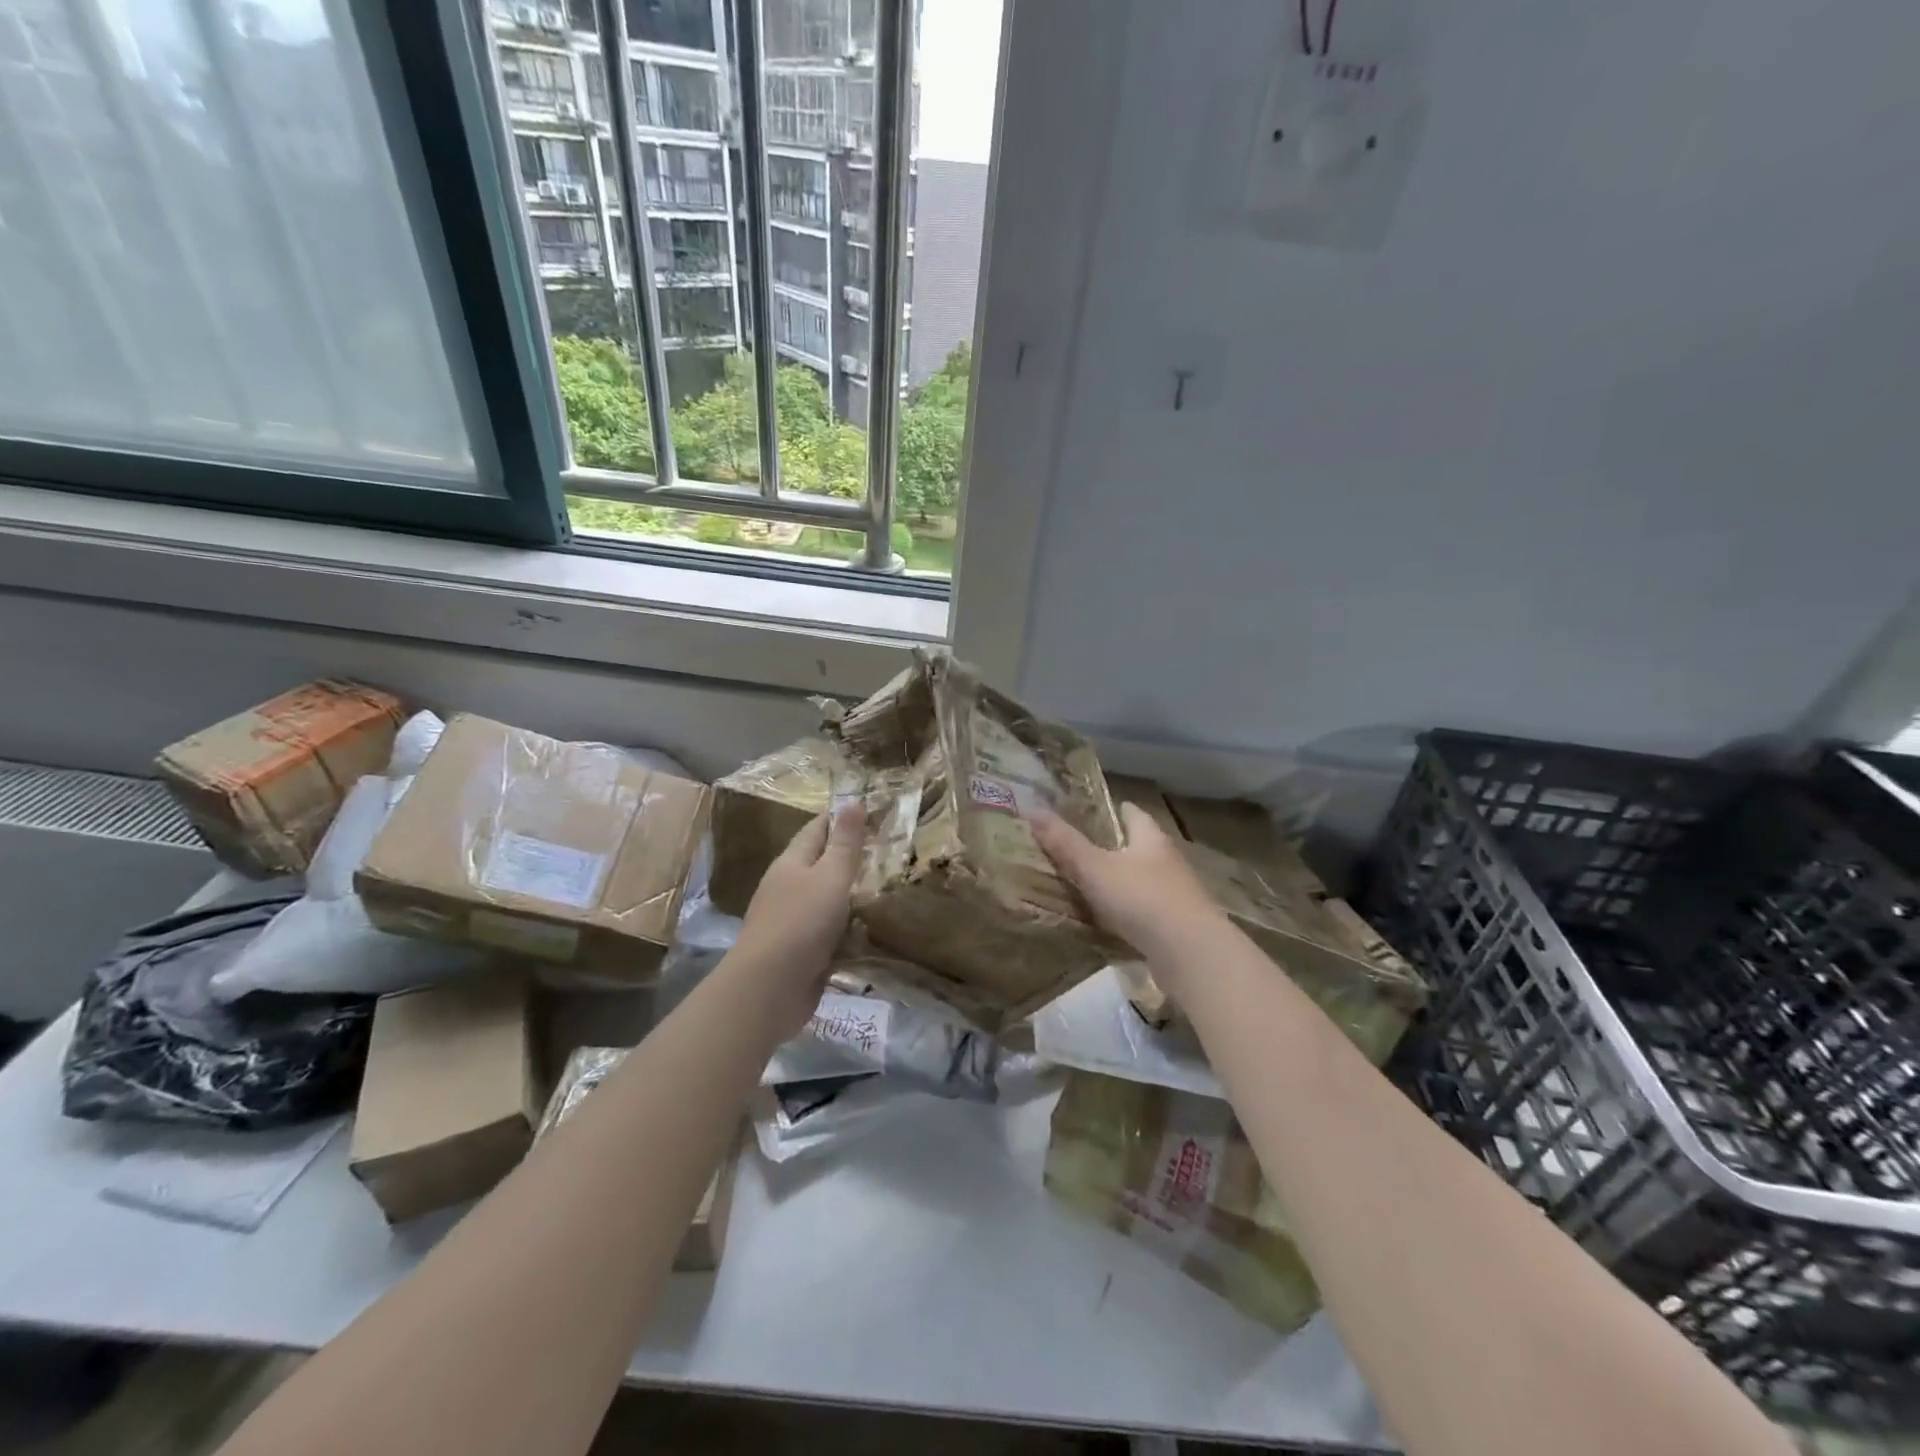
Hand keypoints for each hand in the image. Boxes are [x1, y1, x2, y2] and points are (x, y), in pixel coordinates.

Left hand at [730, 805, 865, 1034]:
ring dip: (852, 895)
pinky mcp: (800, 951)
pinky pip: (829, 932)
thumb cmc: (801, 923)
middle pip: (821, 863)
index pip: (817, 828)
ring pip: (827, 899)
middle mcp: (788, 887)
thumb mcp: (830, 876)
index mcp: (791, 862)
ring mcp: (792, 921)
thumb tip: (853, 800)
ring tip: (888, 889)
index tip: (873, 811)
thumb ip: (845, 842)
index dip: (841, 818)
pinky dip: (849, 928)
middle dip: (850, 857)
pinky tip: (871, 930)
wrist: (769, 989)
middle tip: (890, 851)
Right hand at [1032, 803, 1226, 964]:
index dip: (1113, 809)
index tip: (1090, 811)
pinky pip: (1149, 910)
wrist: (1191, 953)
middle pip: (1140, 845)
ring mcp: (1177, 894)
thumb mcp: (1095, 869)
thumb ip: (1065, 843)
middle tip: (1081, 849)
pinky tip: (1112, 920)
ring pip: (1145, 878)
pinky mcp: (1179, 925)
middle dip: (1115, 846)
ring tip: (1091, 885)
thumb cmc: (1142, 899)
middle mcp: (1168, 860)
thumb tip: (1033, 809)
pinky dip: (1130, 911)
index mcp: (1150, 838)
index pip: (1132, 813)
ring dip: (1123, 880)